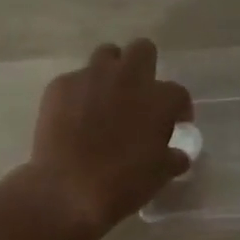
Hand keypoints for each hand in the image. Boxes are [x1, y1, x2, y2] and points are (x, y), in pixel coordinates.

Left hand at [27, 39, 192, 231]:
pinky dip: (79, 94)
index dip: (178, 109)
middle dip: (144, 67)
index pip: (178, 93)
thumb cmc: (122, 184)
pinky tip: (74, 117)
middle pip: (142, 50)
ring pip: (106, 55)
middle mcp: (127, 78)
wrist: (67, 189)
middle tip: (139, 96)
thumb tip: (177, 154)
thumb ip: (173, 157)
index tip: (174, 124)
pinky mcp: (60, 85)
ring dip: (111, 72)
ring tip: (106, 99)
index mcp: (158, 98)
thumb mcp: (159, 175)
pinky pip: (75, 80)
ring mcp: (91, 77)